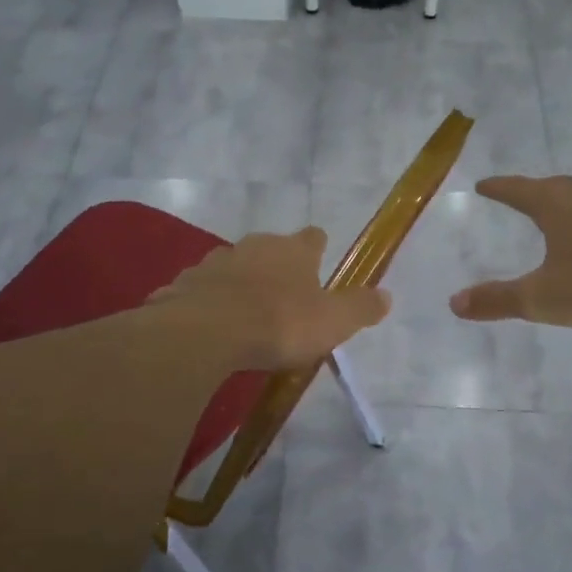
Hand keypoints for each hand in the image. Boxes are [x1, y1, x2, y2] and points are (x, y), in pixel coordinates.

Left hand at [152, 227, 390, 369]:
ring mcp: (214, 263)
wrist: (206, 333)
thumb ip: (360, 308)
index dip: (317, 248)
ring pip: (233, 267)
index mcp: (293, 250)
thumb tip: (387, 296)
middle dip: (276, 267)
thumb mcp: (333, 321)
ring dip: (240, 283)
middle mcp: (253, 246)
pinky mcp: (184, 285)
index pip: (312, 238)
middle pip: (269, 249)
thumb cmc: (279, 323)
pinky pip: (202, 290)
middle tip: (284, 295)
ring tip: (246, 312)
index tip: (319, 257)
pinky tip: (212, 324)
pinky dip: (209, 302)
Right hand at [449, 175, 571, 327]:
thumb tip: (454, 302)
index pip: (516, 190)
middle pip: (554, 185)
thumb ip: (498, 300)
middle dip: (536, 191)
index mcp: (555, 204)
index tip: (483, 185)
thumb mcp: (542, 298)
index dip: (497, 188)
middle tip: (524, 197)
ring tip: (567, 211)